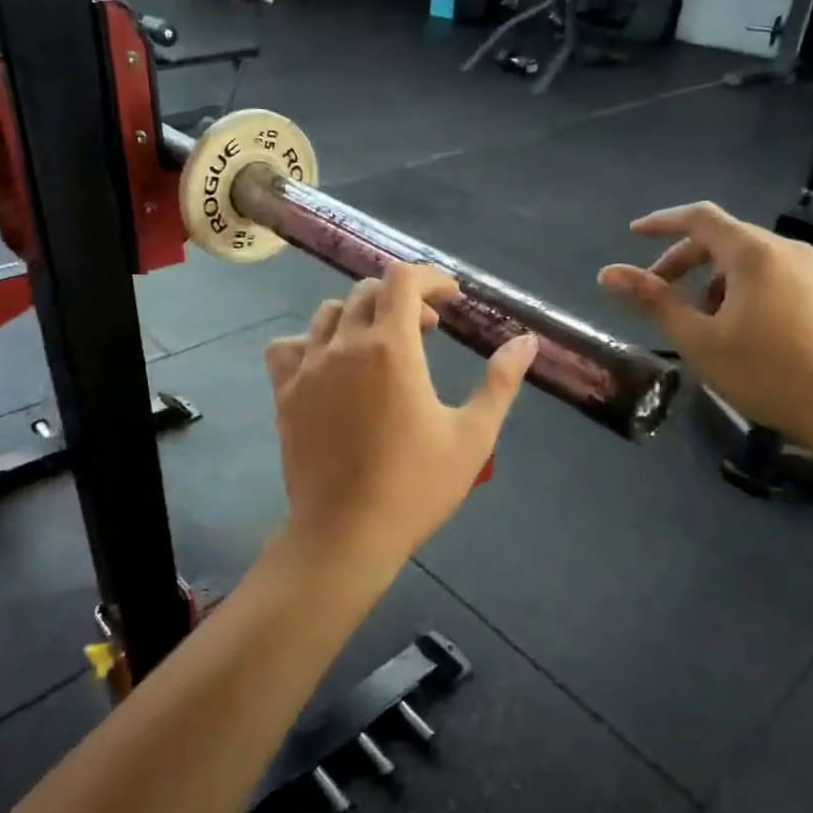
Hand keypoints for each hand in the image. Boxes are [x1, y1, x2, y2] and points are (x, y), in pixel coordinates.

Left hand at [265, 264, 537, 576]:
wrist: (347, 533)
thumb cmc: (416, 487)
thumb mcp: (473, 436)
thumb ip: (500, 382)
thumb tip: (526, 341)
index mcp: (391, 348)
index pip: (403, 279)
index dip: (431, 278)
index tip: (451, 299)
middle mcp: (344, 346)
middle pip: (368, 292)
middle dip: (403, 298)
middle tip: (428, 329)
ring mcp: (308, 369)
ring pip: (329, 315)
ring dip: (361, 316)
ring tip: (381, 345)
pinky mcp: (285, 394)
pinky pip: (287, 348)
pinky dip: (310, 342)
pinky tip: (329, 364)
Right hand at [598, 202, 812, 449]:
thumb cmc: (763, 372)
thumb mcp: (697, 340)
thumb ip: (653, 301)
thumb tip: (608, 274)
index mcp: (753, 254)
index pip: (700, 218)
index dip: (662, 222)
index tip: (633, 235)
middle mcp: (785, 250)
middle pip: (722, 238)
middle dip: (683, 260)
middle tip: (656, 293)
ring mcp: (810, 270)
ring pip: (746, 258)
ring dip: (710, 278)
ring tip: (695, 319)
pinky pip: (769, 274)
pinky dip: (738, 287)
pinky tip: (732, 326)